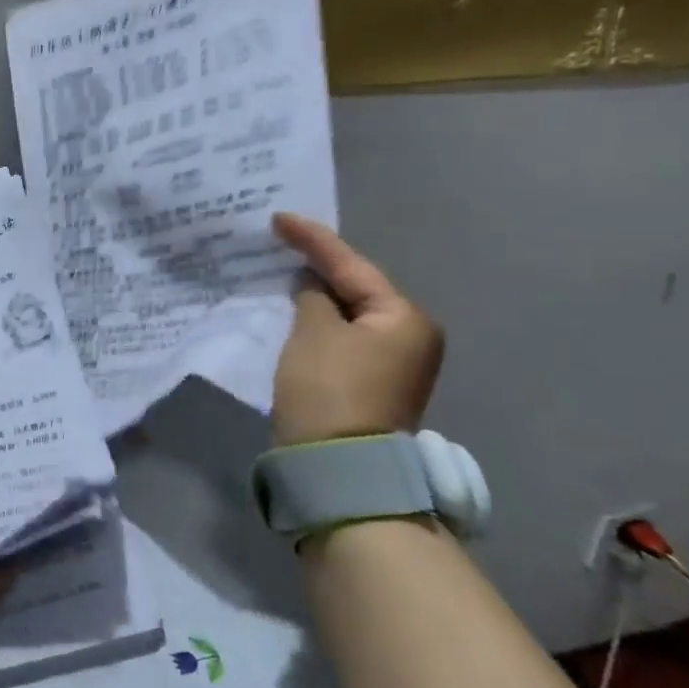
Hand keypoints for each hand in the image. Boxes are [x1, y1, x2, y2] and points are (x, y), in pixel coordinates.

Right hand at [269, 213, 443, 446]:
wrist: (338, 469)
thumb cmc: (329, 390)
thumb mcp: (314, 333)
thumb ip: (312, 298)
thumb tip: (313, 288)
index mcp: (404, 318)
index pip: (351, 265)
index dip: (312, 239)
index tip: (278, 218)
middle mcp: (409, 338)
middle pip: (356, 290)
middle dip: (318, 268)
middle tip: (281, 243)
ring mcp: (392, 366)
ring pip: (348, 316)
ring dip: (317, 298)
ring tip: (282, 272)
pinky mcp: (370, 386)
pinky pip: (342, 340)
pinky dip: (318, 325)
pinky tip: (294, 313)